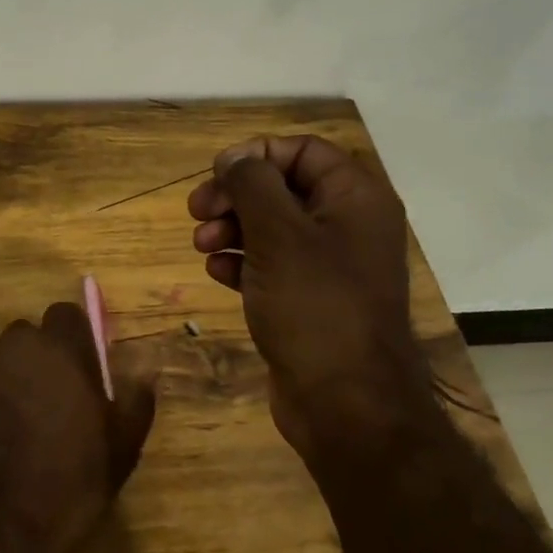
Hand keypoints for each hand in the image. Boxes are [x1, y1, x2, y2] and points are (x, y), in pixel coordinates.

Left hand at [0, 304, 156, 552]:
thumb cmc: (66, 487)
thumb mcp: (120, 451)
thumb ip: (134, 400)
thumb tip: (143, 369)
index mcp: (60, 350)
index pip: (67, 316)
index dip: (72, 342)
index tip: (75, 372)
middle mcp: (11, 345)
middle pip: (25, 341)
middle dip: (32, 364)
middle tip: (40, 408)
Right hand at [187, 135, 429, 451]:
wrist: (344, 400)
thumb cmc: (314, 306)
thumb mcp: (278, 235)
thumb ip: (253, 185)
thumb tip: (235, 156)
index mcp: (355, 198)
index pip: (304, 151)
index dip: (257, 155)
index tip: (216, 174)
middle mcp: (347, 225)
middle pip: (283, 188)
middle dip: (236, 195)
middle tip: (197, 211)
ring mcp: (329, 266)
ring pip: (272, 228)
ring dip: (232, 228)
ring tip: (201, 245)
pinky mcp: (309, 300)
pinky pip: (271, 266)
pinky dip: (242, 262)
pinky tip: (216, 272)